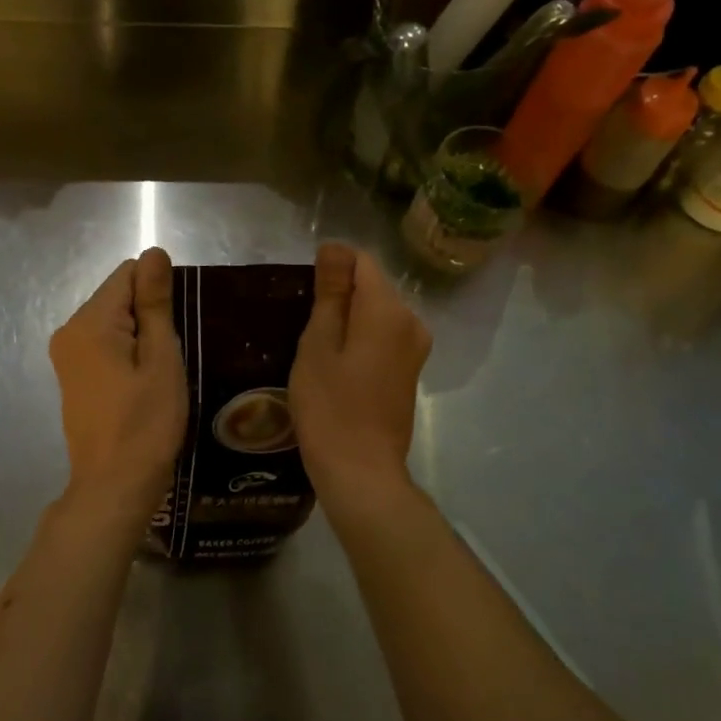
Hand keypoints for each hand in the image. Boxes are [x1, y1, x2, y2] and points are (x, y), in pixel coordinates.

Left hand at [47, 247, 187, 529]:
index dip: (158, 292)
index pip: (127, 274)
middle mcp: (68, 331)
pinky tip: (142, 383)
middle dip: (149, 314)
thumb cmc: (146, 422)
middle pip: (117, 296)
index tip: (176, 327)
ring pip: (112, 321)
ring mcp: (66, 355)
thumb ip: (155, 302)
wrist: (114, 485)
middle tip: (171, 356)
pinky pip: (103, 344)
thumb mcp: (160, 358)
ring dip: (140, 336)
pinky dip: (126, 353)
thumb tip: (154, 252)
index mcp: (89, 322)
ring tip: (160, 372)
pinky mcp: (72, 376)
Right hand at [290, 243, 431, 511]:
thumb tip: (334, 249)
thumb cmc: (329, 407)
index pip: (360, 261)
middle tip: (305, 329)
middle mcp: (411, 321)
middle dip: (339, 296)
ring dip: (348, 320)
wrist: (361, 471)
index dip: (330, 268)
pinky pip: (383, 336)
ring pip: (376, 312)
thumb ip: (329, 293)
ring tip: (317, 349)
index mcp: (387, 310)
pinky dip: (360, 340)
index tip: (305, 297)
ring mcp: (415, 348)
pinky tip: (337, 367)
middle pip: (371, 286)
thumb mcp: (317, 345)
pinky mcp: (411, 370)